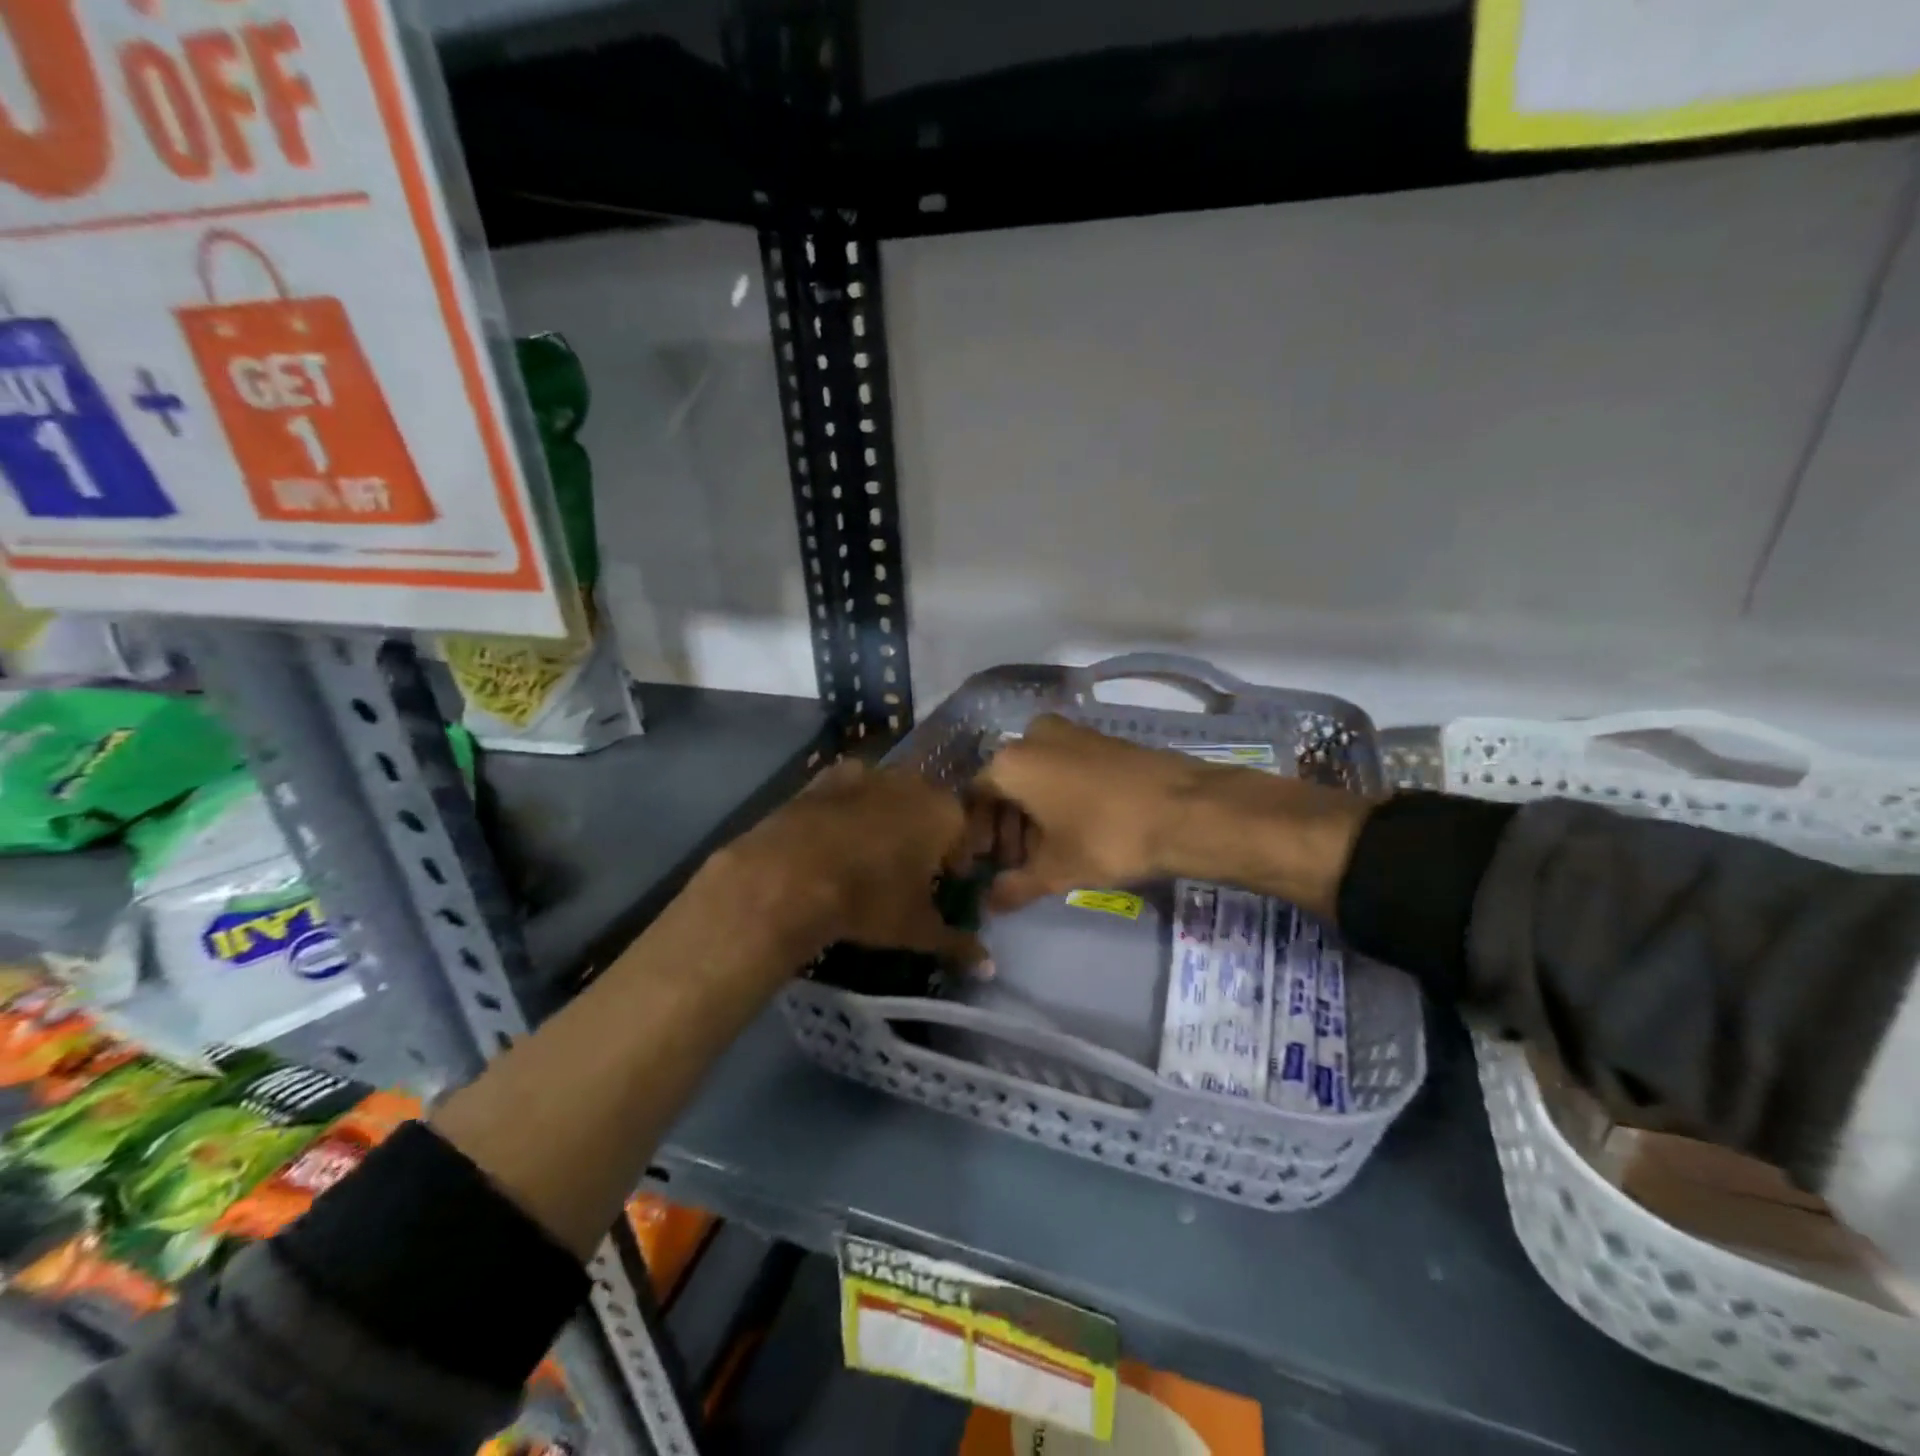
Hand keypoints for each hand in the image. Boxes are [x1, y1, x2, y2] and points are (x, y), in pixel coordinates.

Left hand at [714, 759, 983, 965]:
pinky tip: (833, 840)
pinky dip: (848, 810)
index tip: (943, 888)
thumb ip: (956, 943)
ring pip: (889, 796)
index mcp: (945, 813)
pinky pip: (849, 793)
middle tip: (906, 874)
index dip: (956, 864)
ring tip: (867, 856)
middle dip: (924, 837)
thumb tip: (989, 966)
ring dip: (887, 819)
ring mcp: (867, 773)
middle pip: (929, 809)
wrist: (789, 875)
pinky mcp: (825, 776)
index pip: (966, 836)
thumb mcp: (916, 929)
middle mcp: (912, 782)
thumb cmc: (868, 900)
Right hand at [974, 715, 1202, 910]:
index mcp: (1012, 762)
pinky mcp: (1102, 740)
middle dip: (1006, 827)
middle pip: (1006, 785)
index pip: (975, 796)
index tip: (984, 864)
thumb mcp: (1055, 871)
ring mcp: (1071, 733)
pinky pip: (1064, 768)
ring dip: (1032, 815)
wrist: (1185, 810)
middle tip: (1016, 864)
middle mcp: (1034, 737)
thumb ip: (1015, 887)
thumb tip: (989, 905)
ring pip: (1037, 776)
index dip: (975, 834)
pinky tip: (1074, 831)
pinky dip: (1059, 797)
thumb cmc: (1106, 837)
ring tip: (1045, 854)